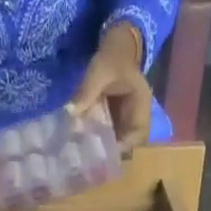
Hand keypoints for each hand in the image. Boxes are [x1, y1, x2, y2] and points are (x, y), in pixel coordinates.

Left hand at [67, 23, 151, 153]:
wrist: (116, 48)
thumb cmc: (113, 56)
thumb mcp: (100, 70)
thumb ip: (86, 91)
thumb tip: (69, 112)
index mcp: (141, 106)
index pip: (137, 135)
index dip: (122, 147)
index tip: (102, 153)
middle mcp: (137, 119)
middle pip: (128, 146)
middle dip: (110, 155)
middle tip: (89, 162)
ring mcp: (127, 123)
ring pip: (118, 145)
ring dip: (102, 152)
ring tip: (84, 159)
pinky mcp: (116, 123)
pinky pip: (109, 139)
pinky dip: (97, 144)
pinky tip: (83, 147)